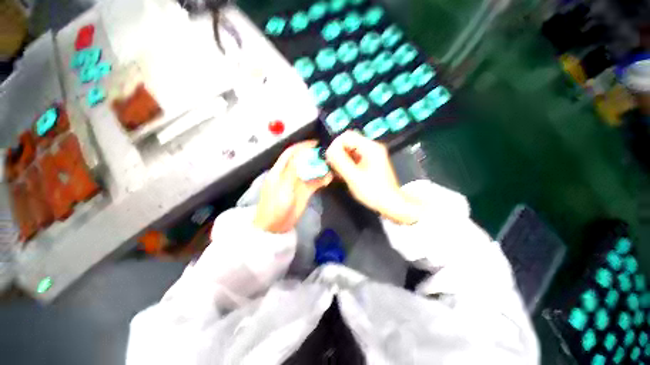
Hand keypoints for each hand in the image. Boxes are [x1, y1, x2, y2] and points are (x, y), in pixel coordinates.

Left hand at [254, 141, 331, 232]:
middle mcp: (290, 174)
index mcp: (279, 170)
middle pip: (303, 161)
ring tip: (331, 165)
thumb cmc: (274, 207)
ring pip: (310, 171)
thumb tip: (302, 156)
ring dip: (320, 168)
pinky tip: (329, 178)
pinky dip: (322, 179)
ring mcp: (298, 183)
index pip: (291, 153)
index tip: (315, 143)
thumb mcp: (282, 188)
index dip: (302, 146)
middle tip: (327, 154)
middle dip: (314, 156)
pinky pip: (315, 183)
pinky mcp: (304, 192)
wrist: (275, 228)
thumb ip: (292, 171)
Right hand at [325, 131, 420, 224]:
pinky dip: (347, 164)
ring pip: (350, 150)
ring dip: (341, 159)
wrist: (390, 203)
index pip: (347, 136)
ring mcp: (371, 155)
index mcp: (370, 147)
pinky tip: (343, 174)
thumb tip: (329, 151)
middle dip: (337, 153)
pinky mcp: (370, 162)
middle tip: (332, 167)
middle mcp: (371, 147)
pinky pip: (354, 158)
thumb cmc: (373, 191)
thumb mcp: (354, 177)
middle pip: (348, 142)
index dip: (335, 145)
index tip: (329, 159)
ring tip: (337, 172)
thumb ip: (340, 162)